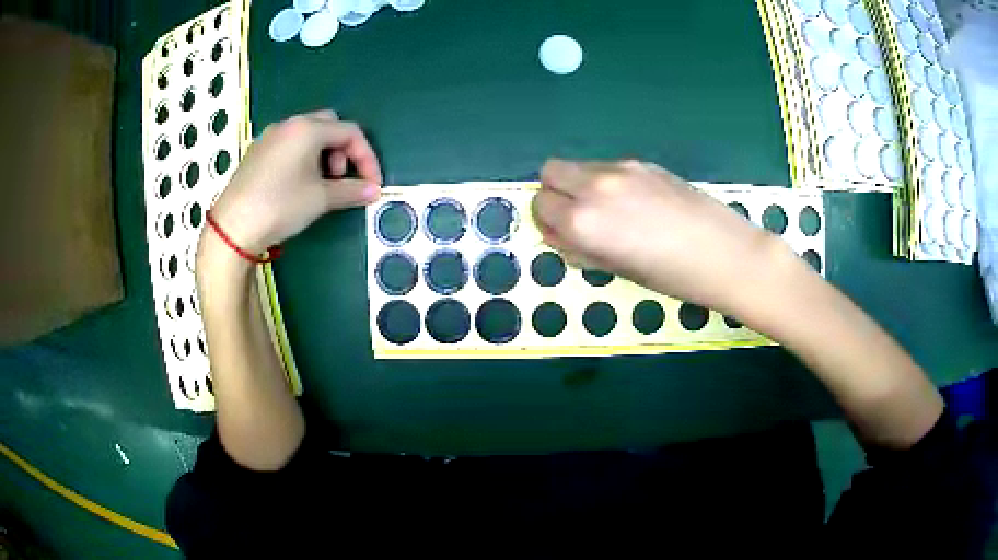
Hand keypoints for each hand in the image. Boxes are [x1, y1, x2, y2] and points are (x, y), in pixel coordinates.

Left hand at [209, 109, 382, 253]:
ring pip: (307, 134)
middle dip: (343, 149)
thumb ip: (351, 190)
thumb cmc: (280, 206)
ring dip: (323, 153)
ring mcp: (269, 137)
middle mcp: (289, 125)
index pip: (350, 132)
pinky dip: (303, 157)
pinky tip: (297, 184)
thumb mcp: (320, 199)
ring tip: (320, 183)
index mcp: (307, 129)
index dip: (367, 157)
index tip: (372, 184)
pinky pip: (289, 144)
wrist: (233, 227)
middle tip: (340, 177)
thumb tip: (373, 191)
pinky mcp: (257, 152)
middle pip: (329, 125)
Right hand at [531, 159, 794, 313]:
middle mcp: (594, 185)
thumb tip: (560, 232)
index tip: (564, 234)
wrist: (725, 254)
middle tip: (579, 217)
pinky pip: (608, 168)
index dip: (548, 221)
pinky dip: (607, 182)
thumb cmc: (670, 277)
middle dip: (556, 193)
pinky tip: (638, 205)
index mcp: (583, 219)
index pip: (540, 204)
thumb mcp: (616, 269)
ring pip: (580, 166)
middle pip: (551, 171)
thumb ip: (578, 247)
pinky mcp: (644, 163)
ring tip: (613, 213)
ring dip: (581, 185)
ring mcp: (621, 169)